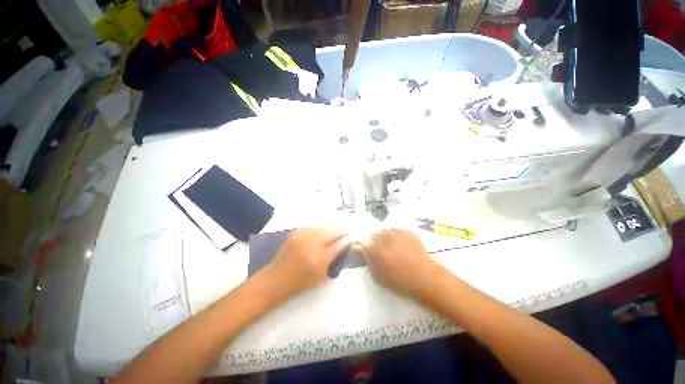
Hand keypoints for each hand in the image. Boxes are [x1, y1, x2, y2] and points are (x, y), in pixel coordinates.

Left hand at [260, 228, 350, 301]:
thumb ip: (334, 260)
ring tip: (334, 232)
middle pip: (332, 233)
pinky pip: (312, 226)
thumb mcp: (321, 275)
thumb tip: (343, 247)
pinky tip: (321, 231)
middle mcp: (313, 244)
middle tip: (345, 233)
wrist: (277, 278)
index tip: (351, 238)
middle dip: (340, 232)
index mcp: (320, 258)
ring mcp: (303, 236)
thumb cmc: (301, 282)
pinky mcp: (296, 233)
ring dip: (330, 230)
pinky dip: (319, 228)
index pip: (338, 245)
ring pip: (323, 227)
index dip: (347, 240)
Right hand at [360, 229, 440, 298]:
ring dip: (384, 239)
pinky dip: (394, 237)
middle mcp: (385, 236)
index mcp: (376, 248)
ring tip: (391, 250)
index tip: (360, 248)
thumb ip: (367, 260)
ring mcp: (398, 232)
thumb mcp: (378, 276)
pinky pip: (396, 232)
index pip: (362, 240)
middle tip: (378, 252)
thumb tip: (359, 248)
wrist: (426, 278)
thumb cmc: (400, 281)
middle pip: (373, 234)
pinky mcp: (408, 232)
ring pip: (385, 232)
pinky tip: (400, 247)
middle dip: (373, 241)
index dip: (360, 244)